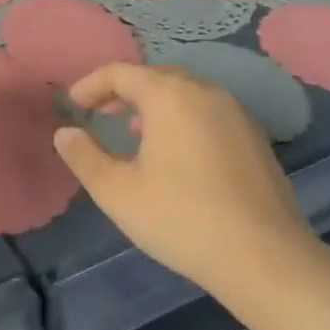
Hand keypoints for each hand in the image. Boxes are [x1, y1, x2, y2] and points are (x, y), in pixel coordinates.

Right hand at [53, 63, 326, 297]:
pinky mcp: (255, 139)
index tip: (73, 105)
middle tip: (100, 114)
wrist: (265, 257)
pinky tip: (176, 154)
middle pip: (157, 77)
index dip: (91, 85)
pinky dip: (183, 120)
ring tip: (134, 133)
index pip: (121, 72)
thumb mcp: (118, 192)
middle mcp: (206, 92)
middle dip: (124, 92)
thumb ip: (85, 157)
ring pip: (186, 94)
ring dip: (154, 106)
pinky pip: (208, 113)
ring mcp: (237, 114)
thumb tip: (65, 133)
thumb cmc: (181, 218)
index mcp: (170, 96)